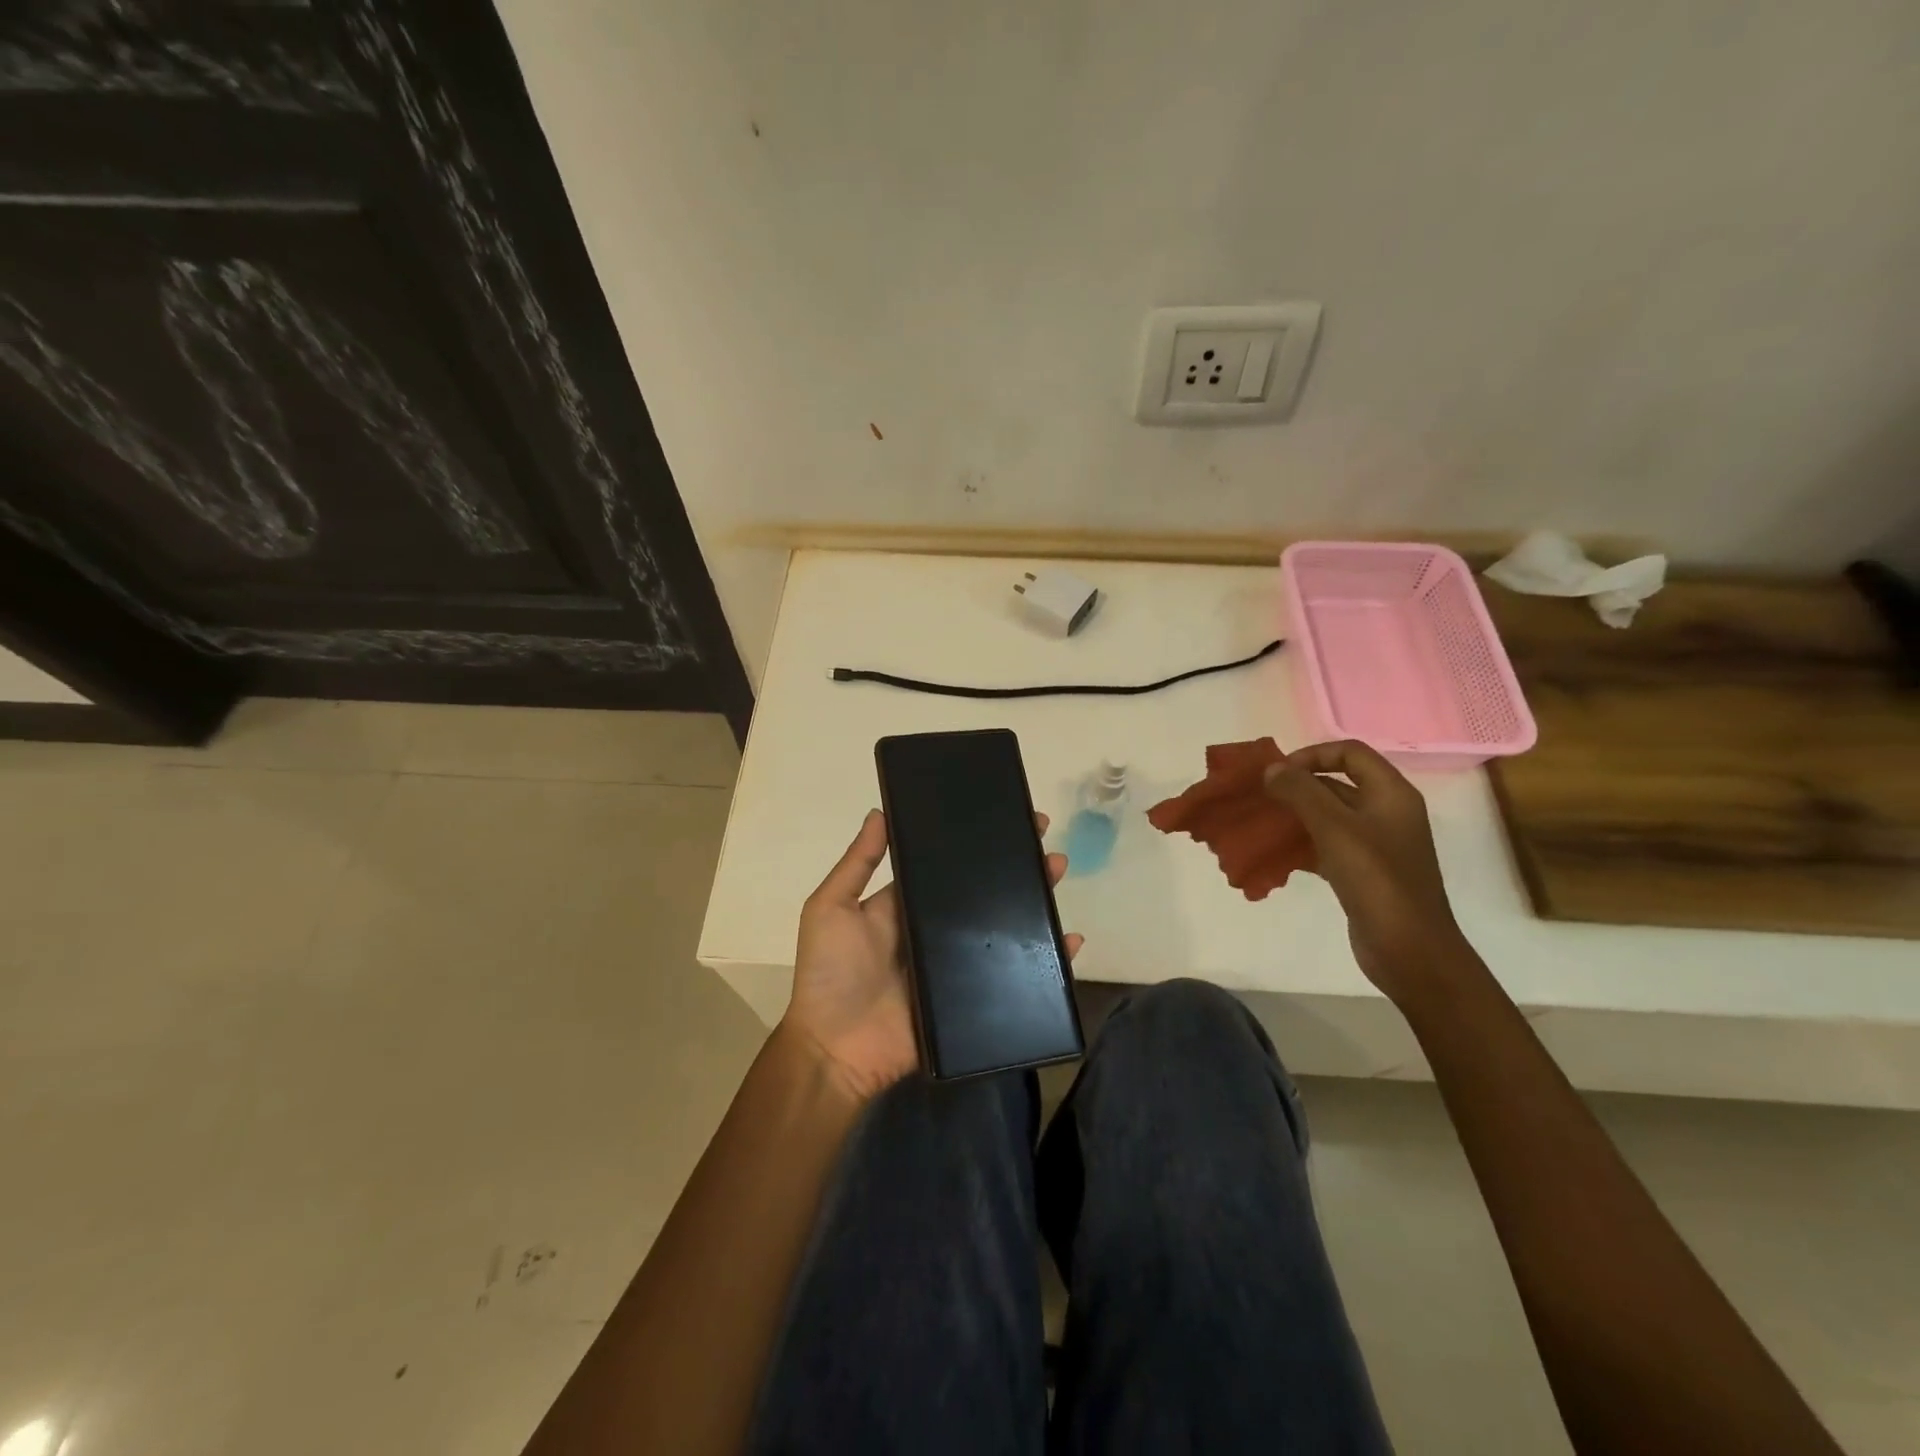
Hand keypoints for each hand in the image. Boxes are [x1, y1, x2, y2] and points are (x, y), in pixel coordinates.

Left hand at [782, 809, 1081, 1103]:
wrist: (835, 1049)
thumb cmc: (829, 973)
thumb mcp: (831, 907)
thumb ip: (857, 863)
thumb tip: (879, 810)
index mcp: (907, 904)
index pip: (948, 865)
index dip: (976, 842)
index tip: (1006, 817)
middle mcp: (936, 929)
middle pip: (984, 892)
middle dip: (1015, 865)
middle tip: (1045, 842)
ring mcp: (957, 964)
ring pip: (1005, 927)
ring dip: (1034, 900)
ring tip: (1058, 872)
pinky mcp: (973, 999)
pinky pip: (1016, 976)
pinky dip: (1048, 962)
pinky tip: (1070, 942)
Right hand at [1264, 740, 1470, 1004]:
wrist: (1410, 950)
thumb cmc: (1377, 881)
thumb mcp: (1335, 829)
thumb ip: (1301, 792)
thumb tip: (1272, 769)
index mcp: (1391, 794)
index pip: (1350, 752)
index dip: (1312, 755)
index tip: (1278, 774)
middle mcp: (1386, 813)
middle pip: (1337, 783)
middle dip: (1297, 786)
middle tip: (1261, 798)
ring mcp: (1376, 844)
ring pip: (1329, 816)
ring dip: (1295, 815)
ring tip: (1261, 823)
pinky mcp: (1363, 872)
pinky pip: (1327, 845)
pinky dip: (1302, 843)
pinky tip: (1276, 854)